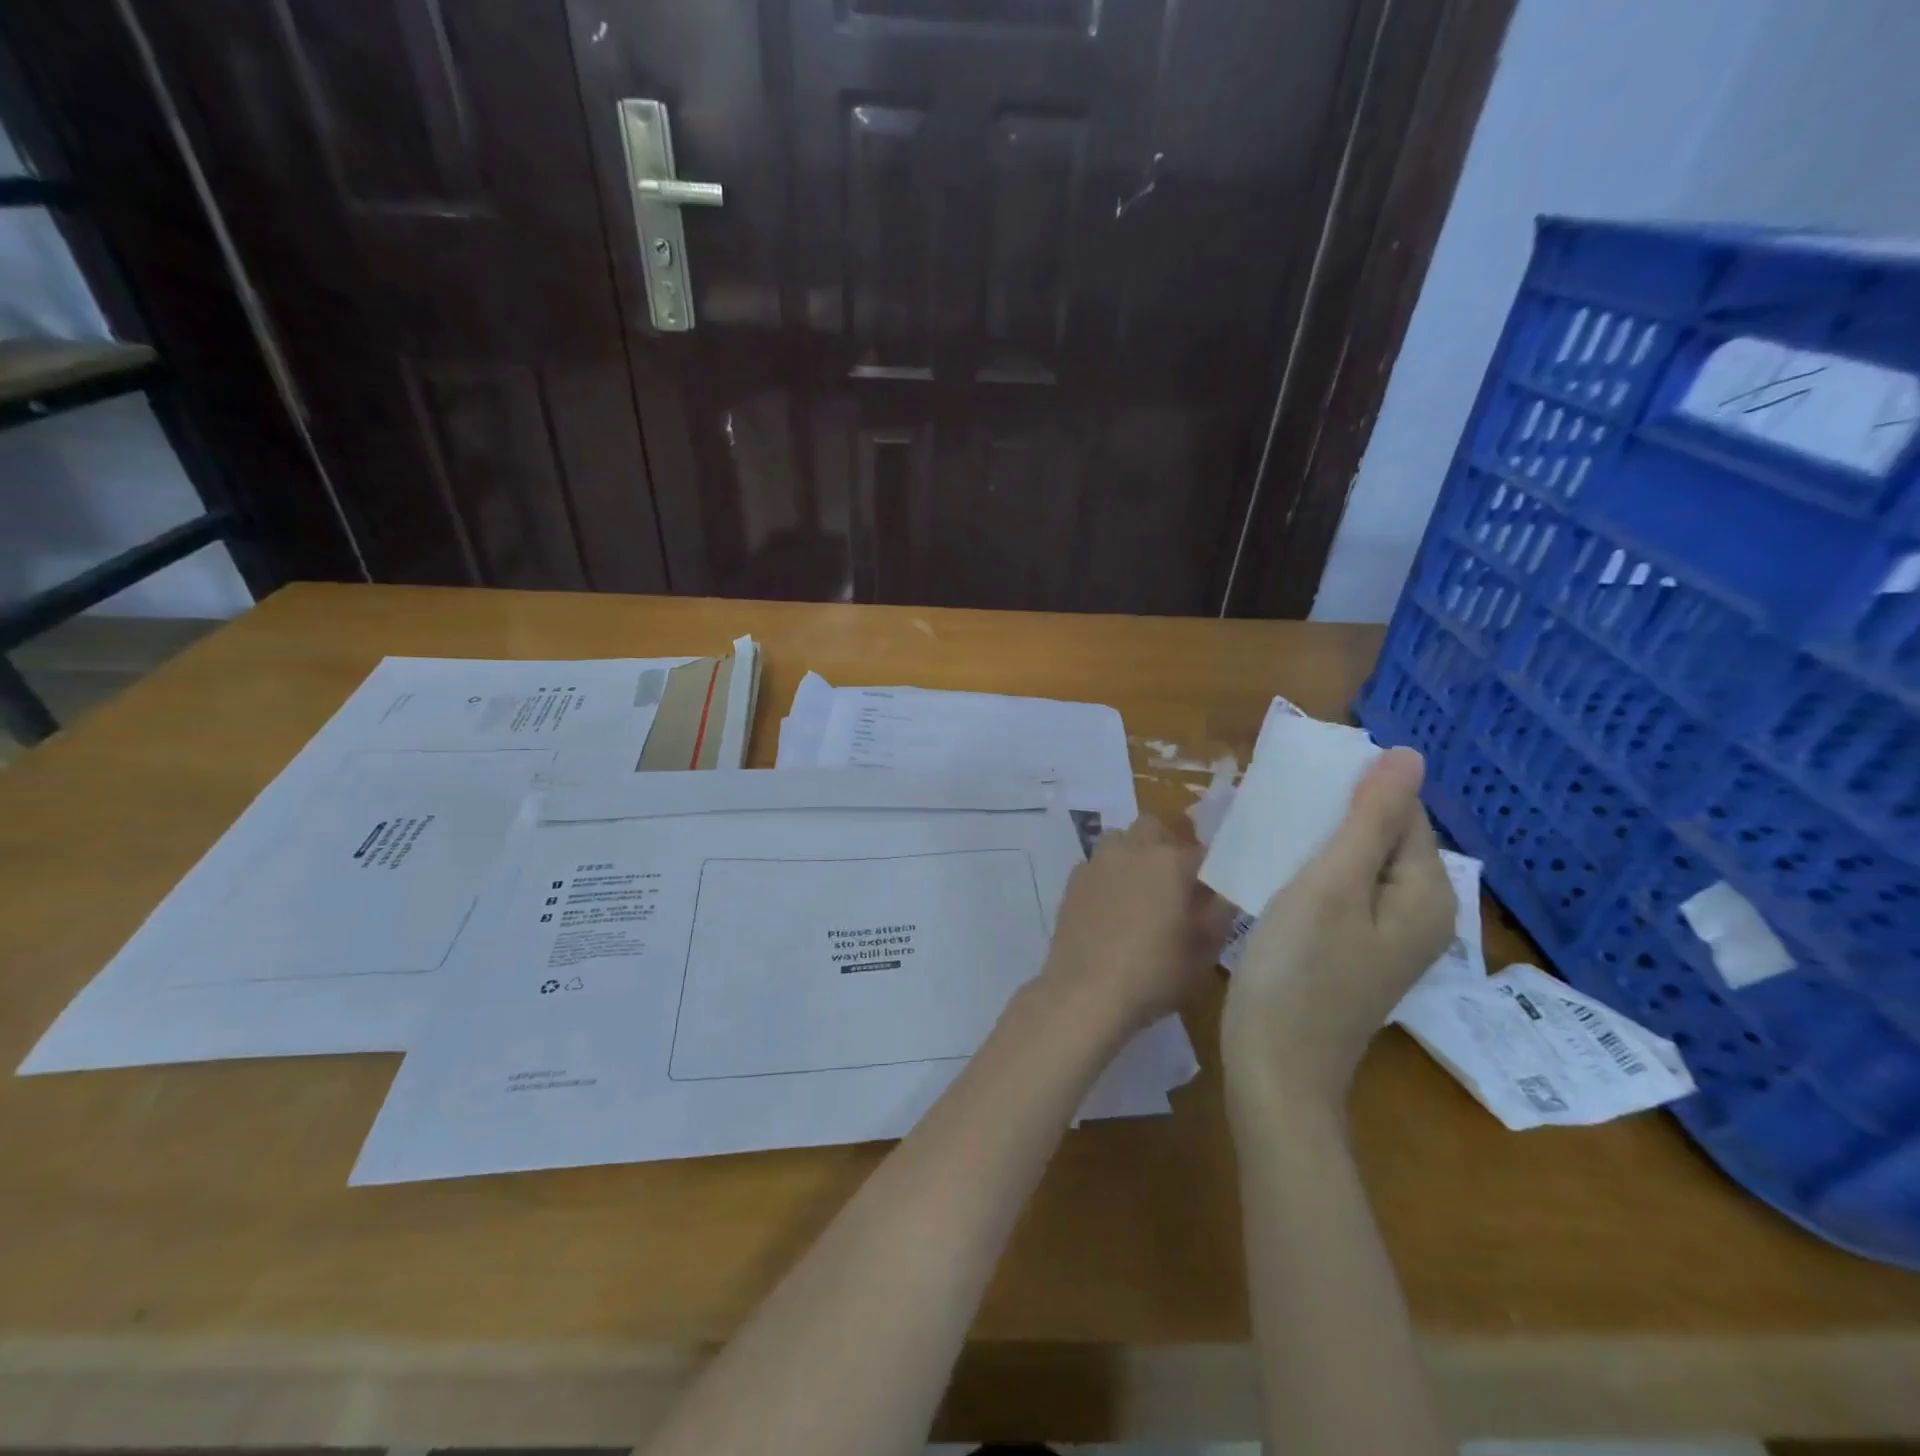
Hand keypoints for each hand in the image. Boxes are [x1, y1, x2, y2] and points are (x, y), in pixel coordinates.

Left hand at [1035, 816, 1235, 1045]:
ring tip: (1139, 891)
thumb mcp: (1203, 954)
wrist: (1085, 992)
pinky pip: (1096, 864)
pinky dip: (1107, 875)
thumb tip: (1222, 895)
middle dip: (1165, 845)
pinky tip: (1109, 908)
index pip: (1201, 850)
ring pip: (1119, 840)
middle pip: (1153, 828)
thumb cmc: (1154, 974)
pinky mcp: (1073, 881)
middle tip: (1173, 883)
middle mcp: (1132, 849)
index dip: (1208, 870)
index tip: (1210, 893)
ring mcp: (1098, 862)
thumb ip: (1218, 916)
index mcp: (1171, 861)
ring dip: (1132, 854)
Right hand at [1221, 748, 1454, 1111]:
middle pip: (1382, 838)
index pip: (1401, 812)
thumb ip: (1370, 820)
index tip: (1296, 784)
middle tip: (1276, 807)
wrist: (1276, 1066)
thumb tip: (1409, 754)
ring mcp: (1388, 938)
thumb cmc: (1298, 970)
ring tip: (1269, 831)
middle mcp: (1421, 914)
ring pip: (1358, 865)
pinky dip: (1312, 873)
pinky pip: (1343, 893)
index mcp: (1427, 894)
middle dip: (1333, 815)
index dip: (1352, 789)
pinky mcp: (1356, 952)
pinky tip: (1275, 872)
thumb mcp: (1331, 885)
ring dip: (1318, 842)